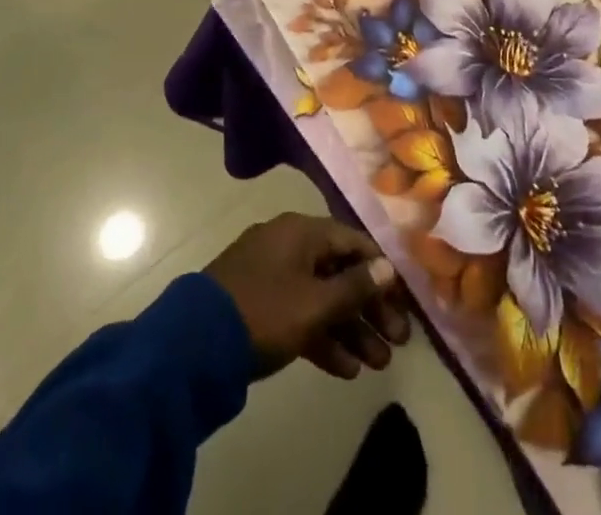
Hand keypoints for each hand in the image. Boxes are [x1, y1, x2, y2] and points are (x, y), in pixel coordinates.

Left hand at [205, 213, 412, 379]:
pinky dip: (322, 336)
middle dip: (370, 308)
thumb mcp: (315, 303)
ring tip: (378, 364)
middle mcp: (289, 246)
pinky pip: (300, 314)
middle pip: (339, 272)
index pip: (353, 242)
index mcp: (301, 231)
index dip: (381, 271)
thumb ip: (354, 286)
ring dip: (351, 329)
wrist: (195, 344)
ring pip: (321, 298)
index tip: (404, 302)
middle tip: (398, 342)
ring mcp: (271, 276)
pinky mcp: (259, 306)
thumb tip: (387, 267)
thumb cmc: (265, 311)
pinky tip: (345, 369)